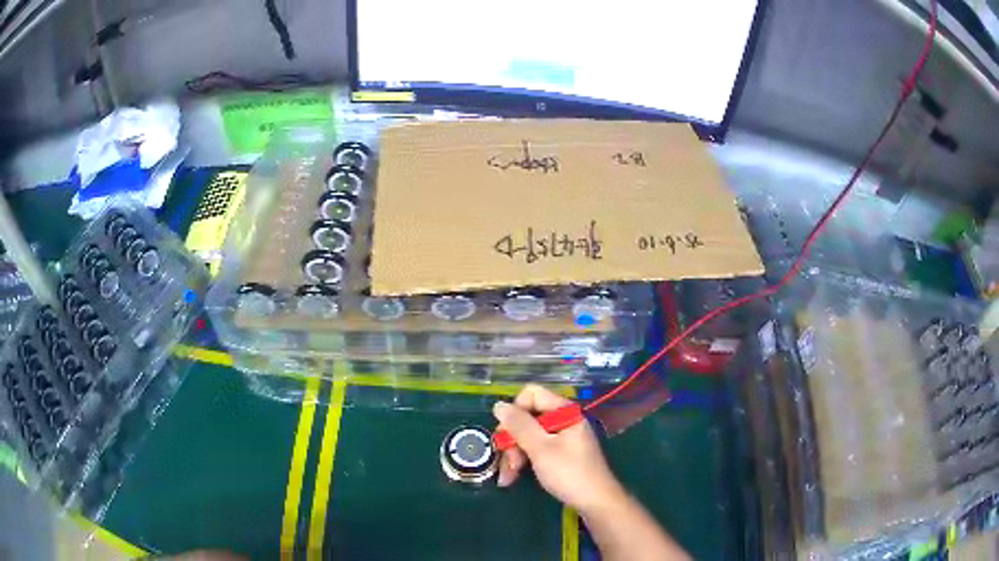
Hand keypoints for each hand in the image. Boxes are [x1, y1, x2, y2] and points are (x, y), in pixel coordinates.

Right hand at [492, 384, 624, 512]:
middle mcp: (562, 419)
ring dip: (514, 455)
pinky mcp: (559, 452)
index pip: (531, 394)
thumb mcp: (541, 449)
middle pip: (526, 417)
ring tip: (508, 477)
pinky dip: (523, 461)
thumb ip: (519, 426)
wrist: (595, 501)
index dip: (515, 412)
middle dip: (512, 440)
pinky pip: (534, 448)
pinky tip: (512, 478)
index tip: (508, 435)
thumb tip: (499, 405)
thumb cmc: (569, 473)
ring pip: (526, 436)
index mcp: (564, 411)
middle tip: (509, 463)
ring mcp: (561, 437)